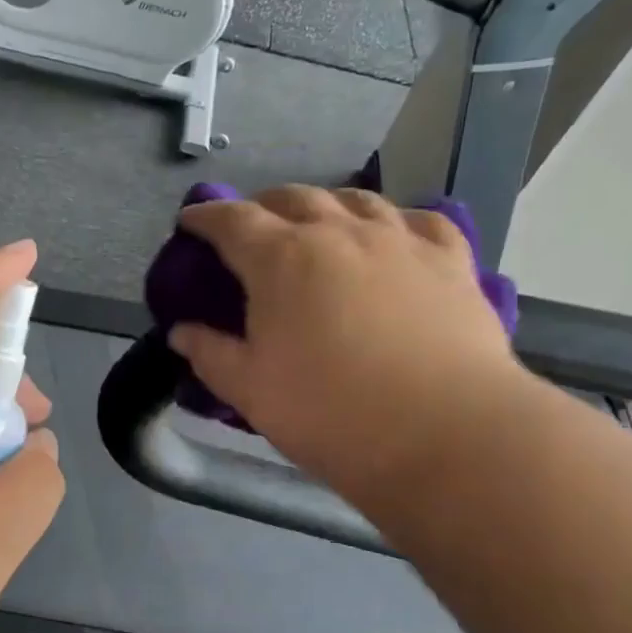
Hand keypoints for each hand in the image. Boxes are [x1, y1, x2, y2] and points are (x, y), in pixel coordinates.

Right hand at [168, 187, 525, 509]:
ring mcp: (400, 240)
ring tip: (319, 224)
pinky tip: (394, 235)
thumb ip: (211, 355)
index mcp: (282, 258)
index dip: (206, 216)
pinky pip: (421, 219)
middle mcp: (339, 232)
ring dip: (326, 205)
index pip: (232, 220)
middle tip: (252, 227)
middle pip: (293, 197)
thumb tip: (181, 333)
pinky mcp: (450, 260)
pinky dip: (395, 220)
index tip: (191, 221)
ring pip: (357, 200)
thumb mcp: (251, 391)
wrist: (444, 434)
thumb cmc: (330, 414)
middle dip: (263, 206)